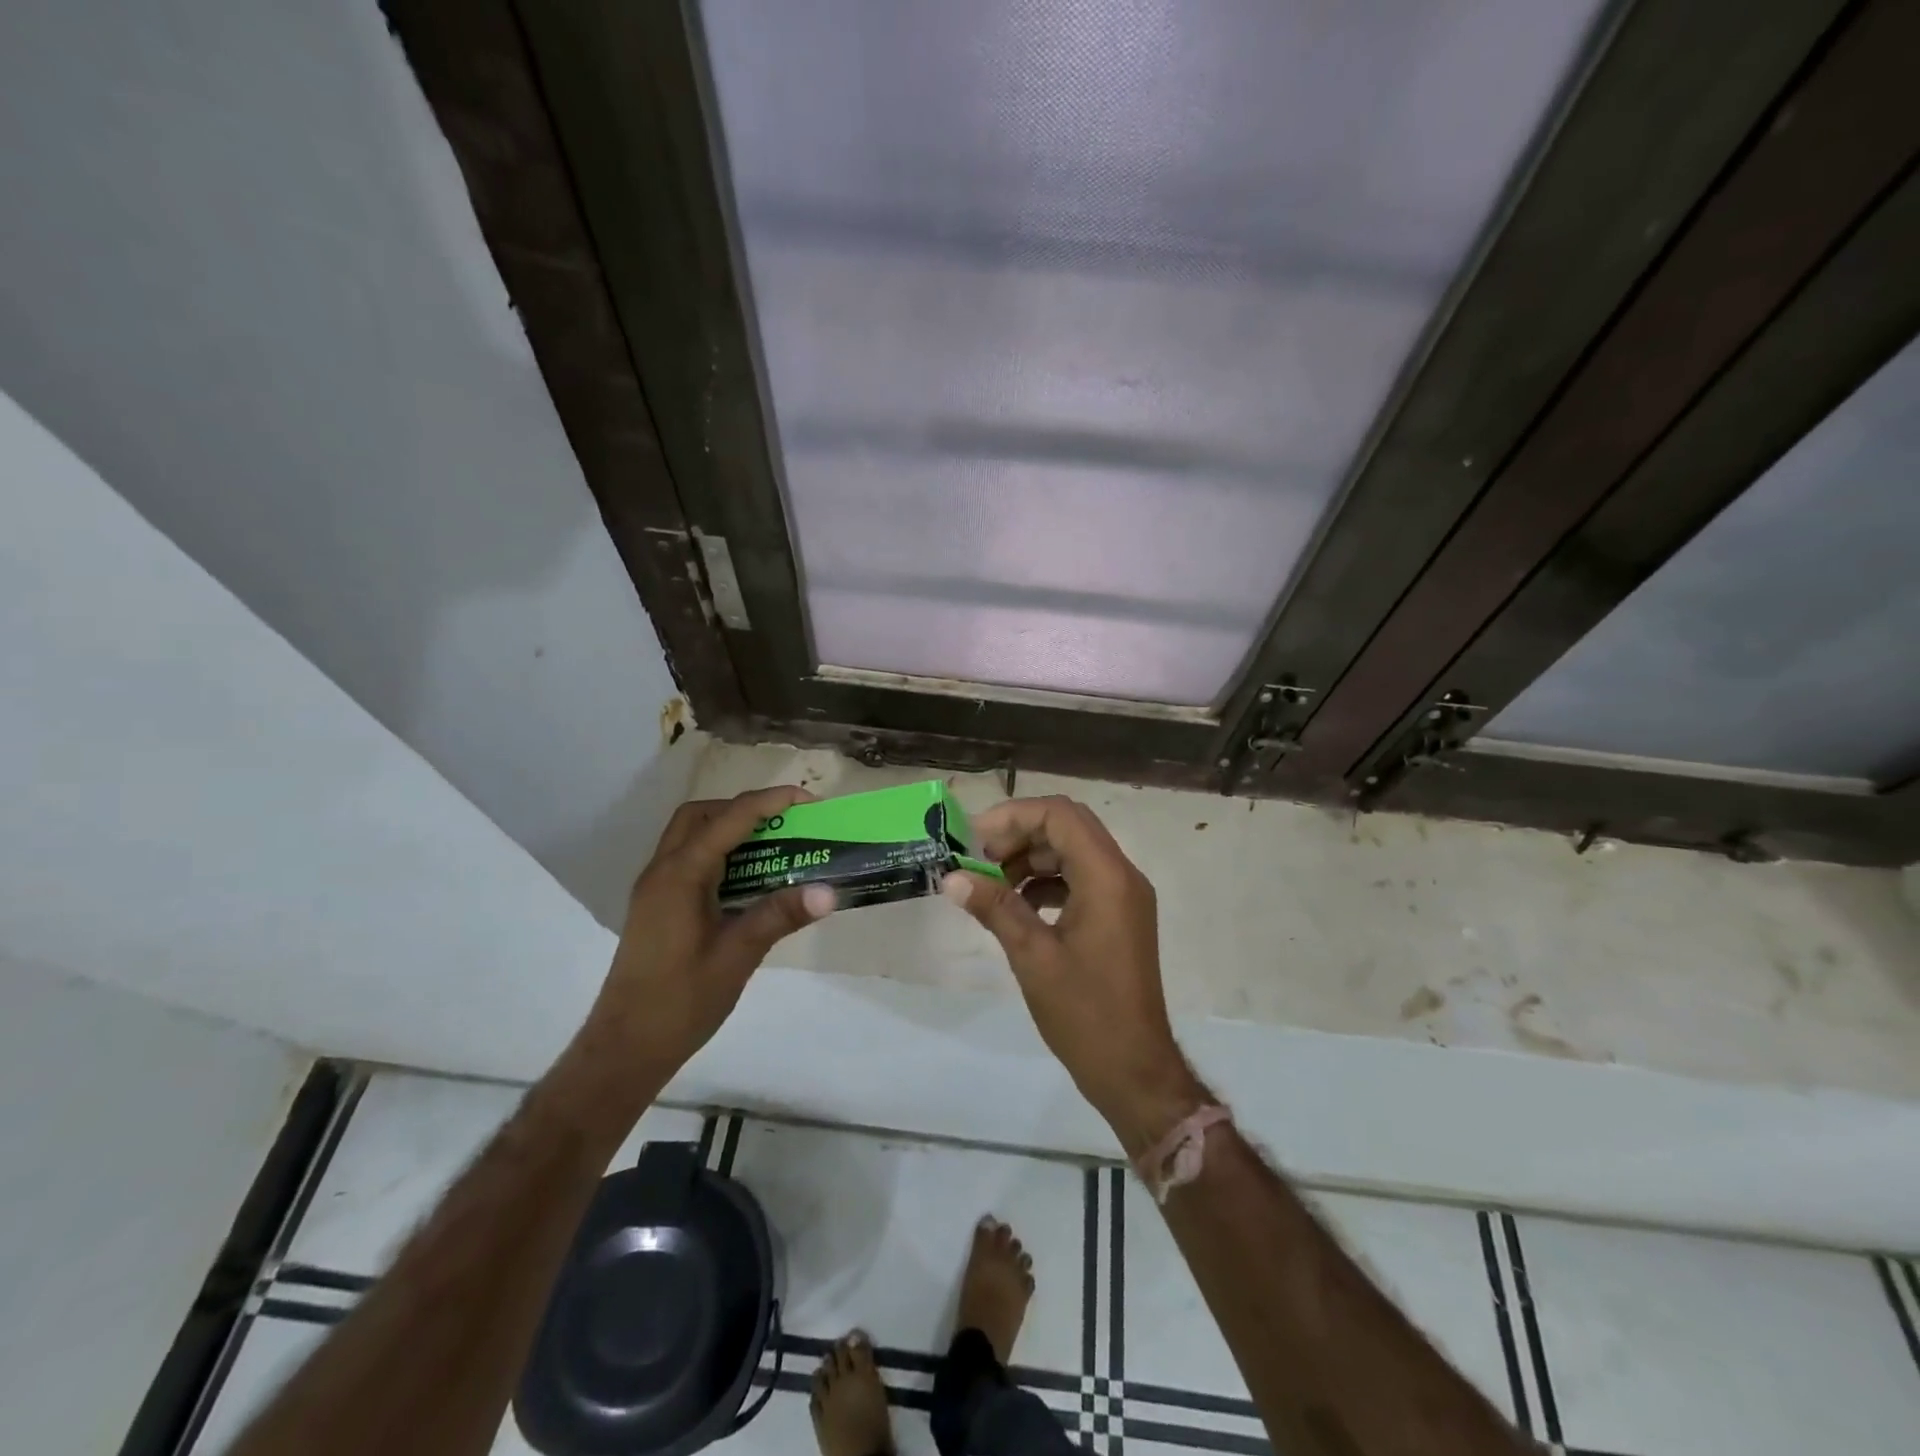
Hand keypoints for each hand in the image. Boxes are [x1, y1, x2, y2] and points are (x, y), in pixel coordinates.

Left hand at [581, 786, 834, 1086]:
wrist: (625, 1048)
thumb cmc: (680, 1002)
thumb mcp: (737, 957)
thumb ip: (780, 916)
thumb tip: (829, 891)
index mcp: (680, 875)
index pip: (729, 819)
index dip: (770, 802)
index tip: (809, 801)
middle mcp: (662, 871)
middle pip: (701, 815)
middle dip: (745, 808)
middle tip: (785, 823)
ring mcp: (656, 889)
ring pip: (691, 836)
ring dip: (730, 829)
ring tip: (773, 847)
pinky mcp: (658, 906)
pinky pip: (689, 860)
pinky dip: (720, 854)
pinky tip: (747, 881)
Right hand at [941, 796, 1204, 1154]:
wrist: (1134, 1070)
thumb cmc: (1085, 1013)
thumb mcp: (1032, 956)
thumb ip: (995, 907)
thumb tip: (952, 877)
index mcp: (1107, 877)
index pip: (1060, 815)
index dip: (1014, 816)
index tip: (975, 838)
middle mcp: (1122, 875)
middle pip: (1068, 826)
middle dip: (1020, 833)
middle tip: (979, 857)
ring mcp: (1124, 896)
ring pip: (1073, 851)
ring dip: (1031, 857)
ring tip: (991, 882)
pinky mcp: (1119, 916)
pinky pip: (1080, 878)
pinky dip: (1047, 881)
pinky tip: (1017, 904)